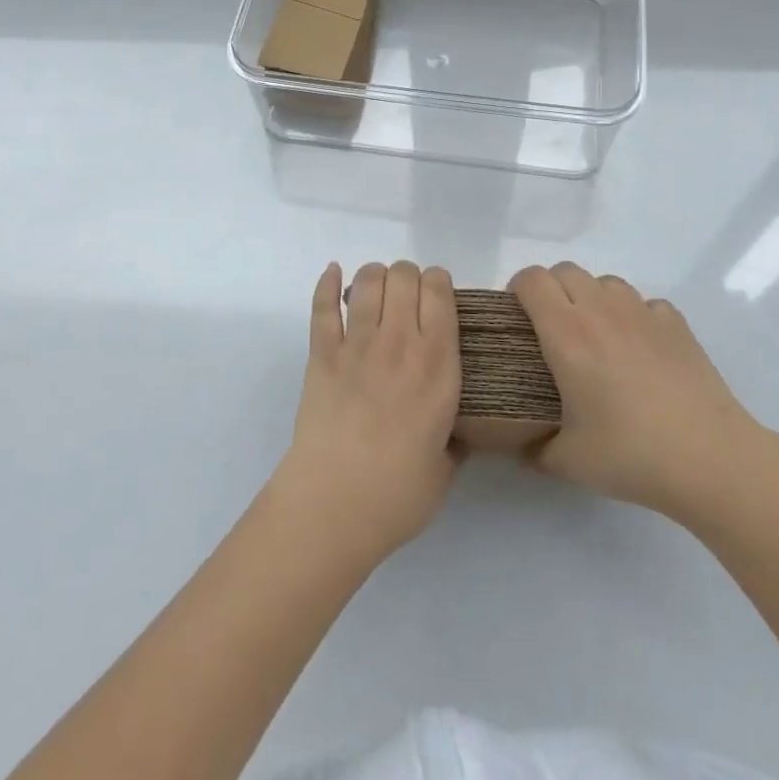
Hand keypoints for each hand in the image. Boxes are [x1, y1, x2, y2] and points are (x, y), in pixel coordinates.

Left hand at [276, 261, 462, 570]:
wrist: (333, 506)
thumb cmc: (398, 495)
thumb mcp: (447, 466)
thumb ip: (456, 435)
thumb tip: (457, 425)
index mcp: (438, 365)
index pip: (440, 292)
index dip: (439, 284)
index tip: (438, 299)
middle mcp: (400, 343)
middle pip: (404, 275)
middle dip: (409, 277)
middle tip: (407, 299)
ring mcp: (357, 344)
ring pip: (367, 281)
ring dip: (374, 276)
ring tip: (375, 292)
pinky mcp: (321, 353)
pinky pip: (323, 306)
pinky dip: (327, 283)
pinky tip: (333, 273)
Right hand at [511, 263, 778, 531]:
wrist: (712, 460)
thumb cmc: (631, 455)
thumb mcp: (566, 462)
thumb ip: (532, 446)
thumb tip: (515, 444)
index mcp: (566, 333)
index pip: (531, 280)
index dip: (517, 290)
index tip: (517, 317)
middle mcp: (600, 311)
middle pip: (565, 270)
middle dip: (551, 290)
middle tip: (552, 330)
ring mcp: (642, 313)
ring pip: (605, 282)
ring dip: (592, 298)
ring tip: (597, 337)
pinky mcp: (676, 324)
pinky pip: (644, 303)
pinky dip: (634, 316)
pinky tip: (640, 350)